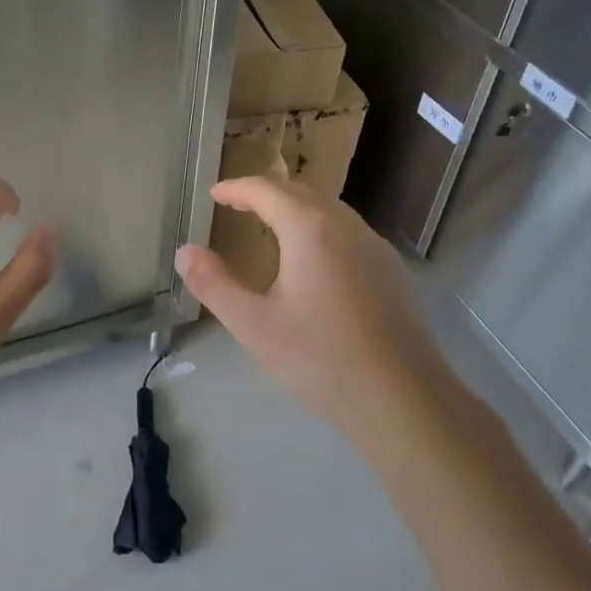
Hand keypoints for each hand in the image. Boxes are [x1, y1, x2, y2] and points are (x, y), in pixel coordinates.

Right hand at [175, 177, 453, 438]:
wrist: (405, 401)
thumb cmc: (322, 359)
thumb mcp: (254, 325)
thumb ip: (214, 284)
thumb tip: (185, 252)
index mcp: (310, 229)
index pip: (266, 190)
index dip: (236, 188)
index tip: (214, 194)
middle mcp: (346, 226)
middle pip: (300, 193)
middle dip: (265, 194)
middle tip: (238, 206)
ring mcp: (375, 247)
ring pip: (329, 210)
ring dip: (296, 209)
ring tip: (272, 227)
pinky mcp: (393, 271)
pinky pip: (349, 232)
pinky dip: (321, 228)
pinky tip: (316, 261)